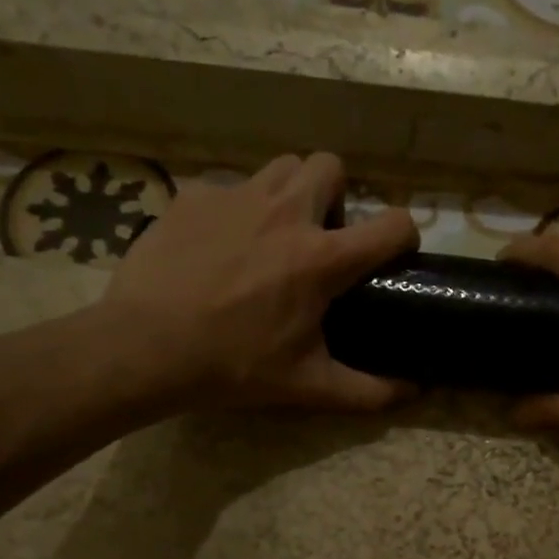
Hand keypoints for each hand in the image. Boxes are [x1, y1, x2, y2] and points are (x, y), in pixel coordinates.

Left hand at [97, 152, 419, 411]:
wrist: (144, 348)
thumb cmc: (233, 366)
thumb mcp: (308, 386)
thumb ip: (368, 391)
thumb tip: (414, 393)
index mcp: (321, 258)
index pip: (391, 224)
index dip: (403, 234)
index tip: (392, 252)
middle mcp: (286, 213)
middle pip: (331, 166)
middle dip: (336, 195)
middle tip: (320, 236)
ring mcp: (236, 197)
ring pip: (281, 167)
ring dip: (289, 193)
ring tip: (272, 233)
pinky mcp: (194, 197)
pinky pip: (229, 187)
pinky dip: (236, 209)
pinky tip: (219, 245)